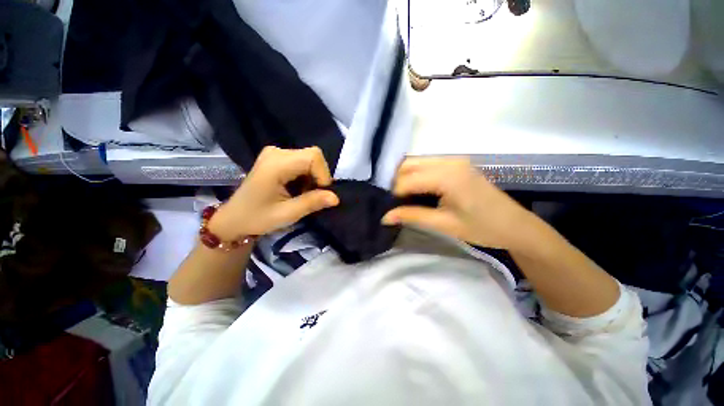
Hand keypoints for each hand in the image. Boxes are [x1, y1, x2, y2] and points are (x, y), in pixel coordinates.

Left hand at [209, 147, 338, 238]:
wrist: (235, 219)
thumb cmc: (257, 218)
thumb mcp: (287, 214)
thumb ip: (312, 202)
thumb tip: (336, 197)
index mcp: (276, 164)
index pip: (313, 156)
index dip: (323, 174)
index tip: (320, 194)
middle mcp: (276, 152)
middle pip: (312, 156)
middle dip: (318, 177)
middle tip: (311, 196)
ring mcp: (275, 153)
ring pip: (309, 159)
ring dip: (312, 178)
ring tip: (301, 194)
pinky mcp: (277, 158)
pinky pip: (302, 162)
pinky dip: (306, 176)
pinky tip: (297, 189)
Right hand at [382, 157, 533, 249]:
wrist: (515, 226)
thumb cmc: (482, 228)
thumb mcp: (443, 224)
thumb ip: (412, 216)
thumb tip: (384, 217)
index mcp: (447, 175)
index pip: (407, 180)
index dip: (394, 194)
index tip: (389, 209)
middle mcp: (449, 161)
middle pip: (409, 164)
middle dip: (397, 182)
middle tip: (394, 202)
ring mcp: (454, 160)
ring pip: (417, 162)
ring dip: (405, 178)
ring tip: (403, 197)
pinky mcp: (456, 164)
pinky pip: (427, 165)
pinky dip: (417, 175)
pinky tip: (417, 190)